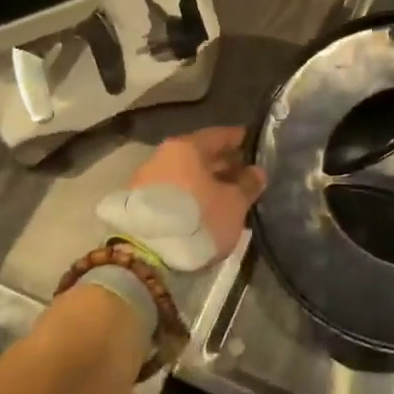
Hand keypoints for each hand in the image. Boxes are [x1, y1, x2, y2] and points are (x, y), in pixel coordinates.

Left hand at [128, 127, 267, 268]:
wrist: (144, 258)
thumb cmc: (196, 220)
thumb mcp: (234, 204)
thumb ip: (248, 184)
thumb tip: (256, 171)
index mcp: (186, 146)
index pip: (218, 135)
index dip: (238, 140)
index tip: (252, 144)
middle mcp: (162, 156)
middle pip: (199, 155)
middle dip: (222, 164)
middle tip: (243, 173)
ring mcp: (146, 180)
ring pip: (185, 175)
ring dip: (204, 183)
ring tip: (225, 196)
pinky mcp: (137, 205)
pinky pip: (172, 192)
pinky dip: (190, 196)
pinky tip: (203, 210)